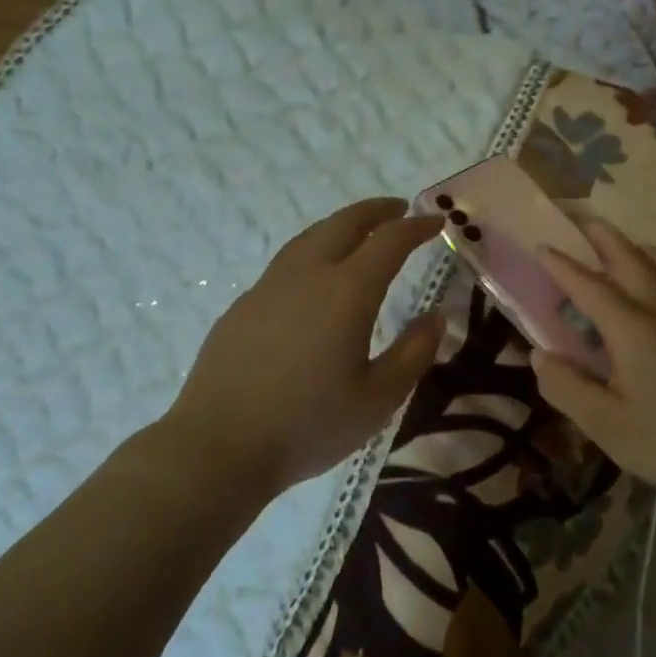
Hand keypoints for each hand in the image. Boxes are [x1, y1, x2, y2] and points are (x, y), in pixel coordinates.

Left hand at [162, 198, 445, 496]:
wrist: (218, 447)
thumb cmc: (309, 425)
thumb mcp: (379, 398)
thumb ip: (414, 352)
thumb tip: (437, 316)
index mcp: (346, 293)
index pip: (389, 242)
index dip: (416, 228)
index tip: (437, 223)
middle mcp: (307, 276)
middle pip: (344, 223)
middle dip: (376, 211)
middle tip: (399, 209)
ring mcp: (268, 288)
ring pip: (309, 237)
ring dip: (341, 225)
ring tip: (359, 232)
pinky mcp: (242, 307)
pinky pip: (286, 263)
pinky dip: (313, 251)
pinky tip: (314, 278)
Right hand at [532, 219, 655, 499]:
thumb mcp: (606, 424)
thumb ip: (567, 387)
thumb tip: (539, 355)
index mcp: (632, 329)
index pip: (590, 286)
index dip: (562, 266)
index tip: (541, 245)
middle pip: (631, 258)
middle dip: (602, 235)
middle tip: (579, 218)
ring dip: (636, 246)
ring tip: (620, 246)